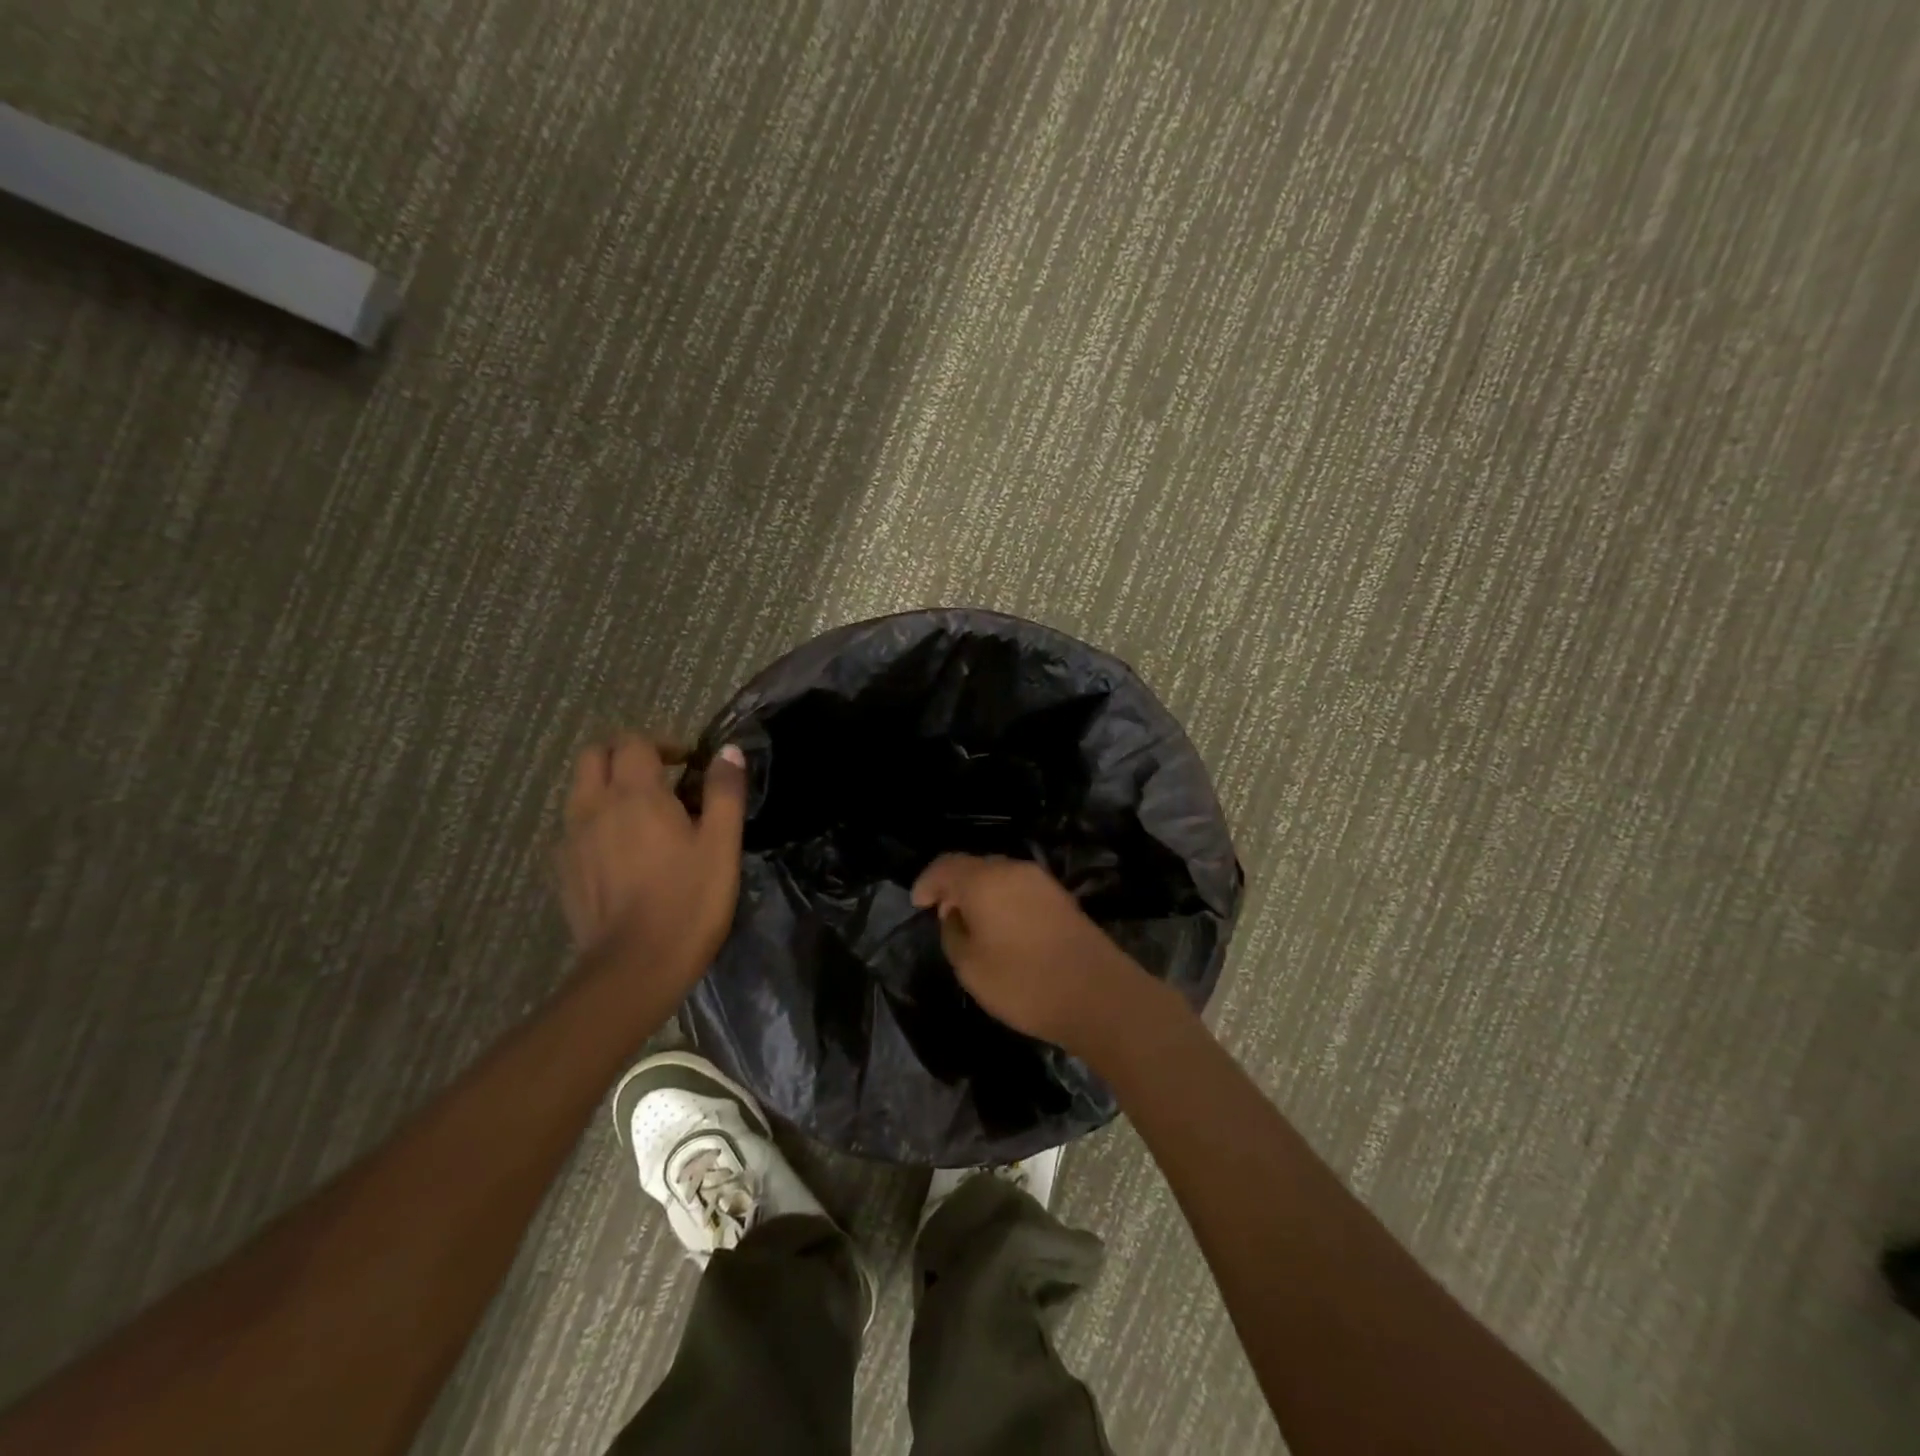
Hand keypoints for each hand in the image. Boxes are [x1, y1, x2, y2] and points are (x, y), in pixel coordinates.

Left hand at [555, 735, 747, 983]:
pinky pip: (574, 827)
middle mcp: (594, 807)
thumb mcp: (721, 845)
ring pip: (579, 790)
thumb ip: (725, 792)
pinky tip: (621, 852)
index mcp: (635, 794)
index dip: (662, 743)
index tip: (688, 766)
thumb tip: (728, 751)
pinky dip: (596, 822)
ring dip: (607, 787)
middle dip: (625, 754)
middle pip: (594, 755)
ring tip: (642, 815)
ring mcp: (571, 839)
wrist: (634, 968)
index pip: (634, 742)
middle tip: (660, 777)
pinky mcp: (562, 870)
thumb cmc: (688, 901)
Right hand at [910, 854, 1145, 1056]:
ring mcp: (1041, 881)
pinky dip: (1003, 900)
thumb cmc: (1024, 982)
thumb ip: (953, 933)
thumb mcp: (970, 967)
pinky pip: (1020, 888)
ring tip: (971, 923)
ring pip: (999, 876)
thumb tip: (955, 915)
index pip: (945, 866)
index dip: (927, 882)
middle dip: (954, 886)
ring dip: (980, 893)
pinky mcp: (1061, 897)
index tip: (918, 904)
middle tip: (942, 914)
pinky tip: (1002, 928)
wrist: (1098, 994)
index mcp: (984, 880)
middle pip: (974, 866)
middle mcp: (1013, 869)